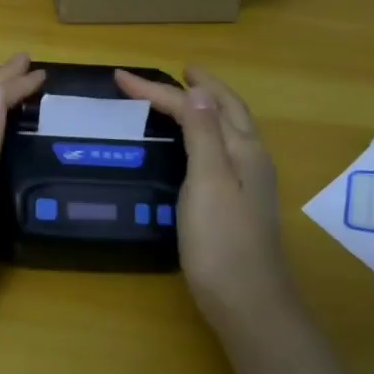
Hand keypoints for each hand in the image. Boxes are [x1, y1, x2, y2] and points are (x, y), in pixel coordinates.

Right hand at [115, 66, 295, 317]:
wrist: (247, 301)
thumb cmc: (221, 241)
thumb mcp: (208, 181)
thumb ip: (203, 135)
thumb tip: (197, 92)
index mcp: (243, 149)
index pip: (198, 106)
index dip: (160, 90)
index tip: (122, 78)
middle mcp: (251, 158)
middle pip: (227, 109)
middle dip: (202, 86)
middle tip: (180, 72)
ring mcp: (249, 182)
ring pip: (229, 129)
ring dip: (208, 107)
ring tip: (187, 97)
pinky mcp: (239, 202)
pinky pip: (223, 150)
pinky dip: (207, 132)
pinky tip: (196, 146)